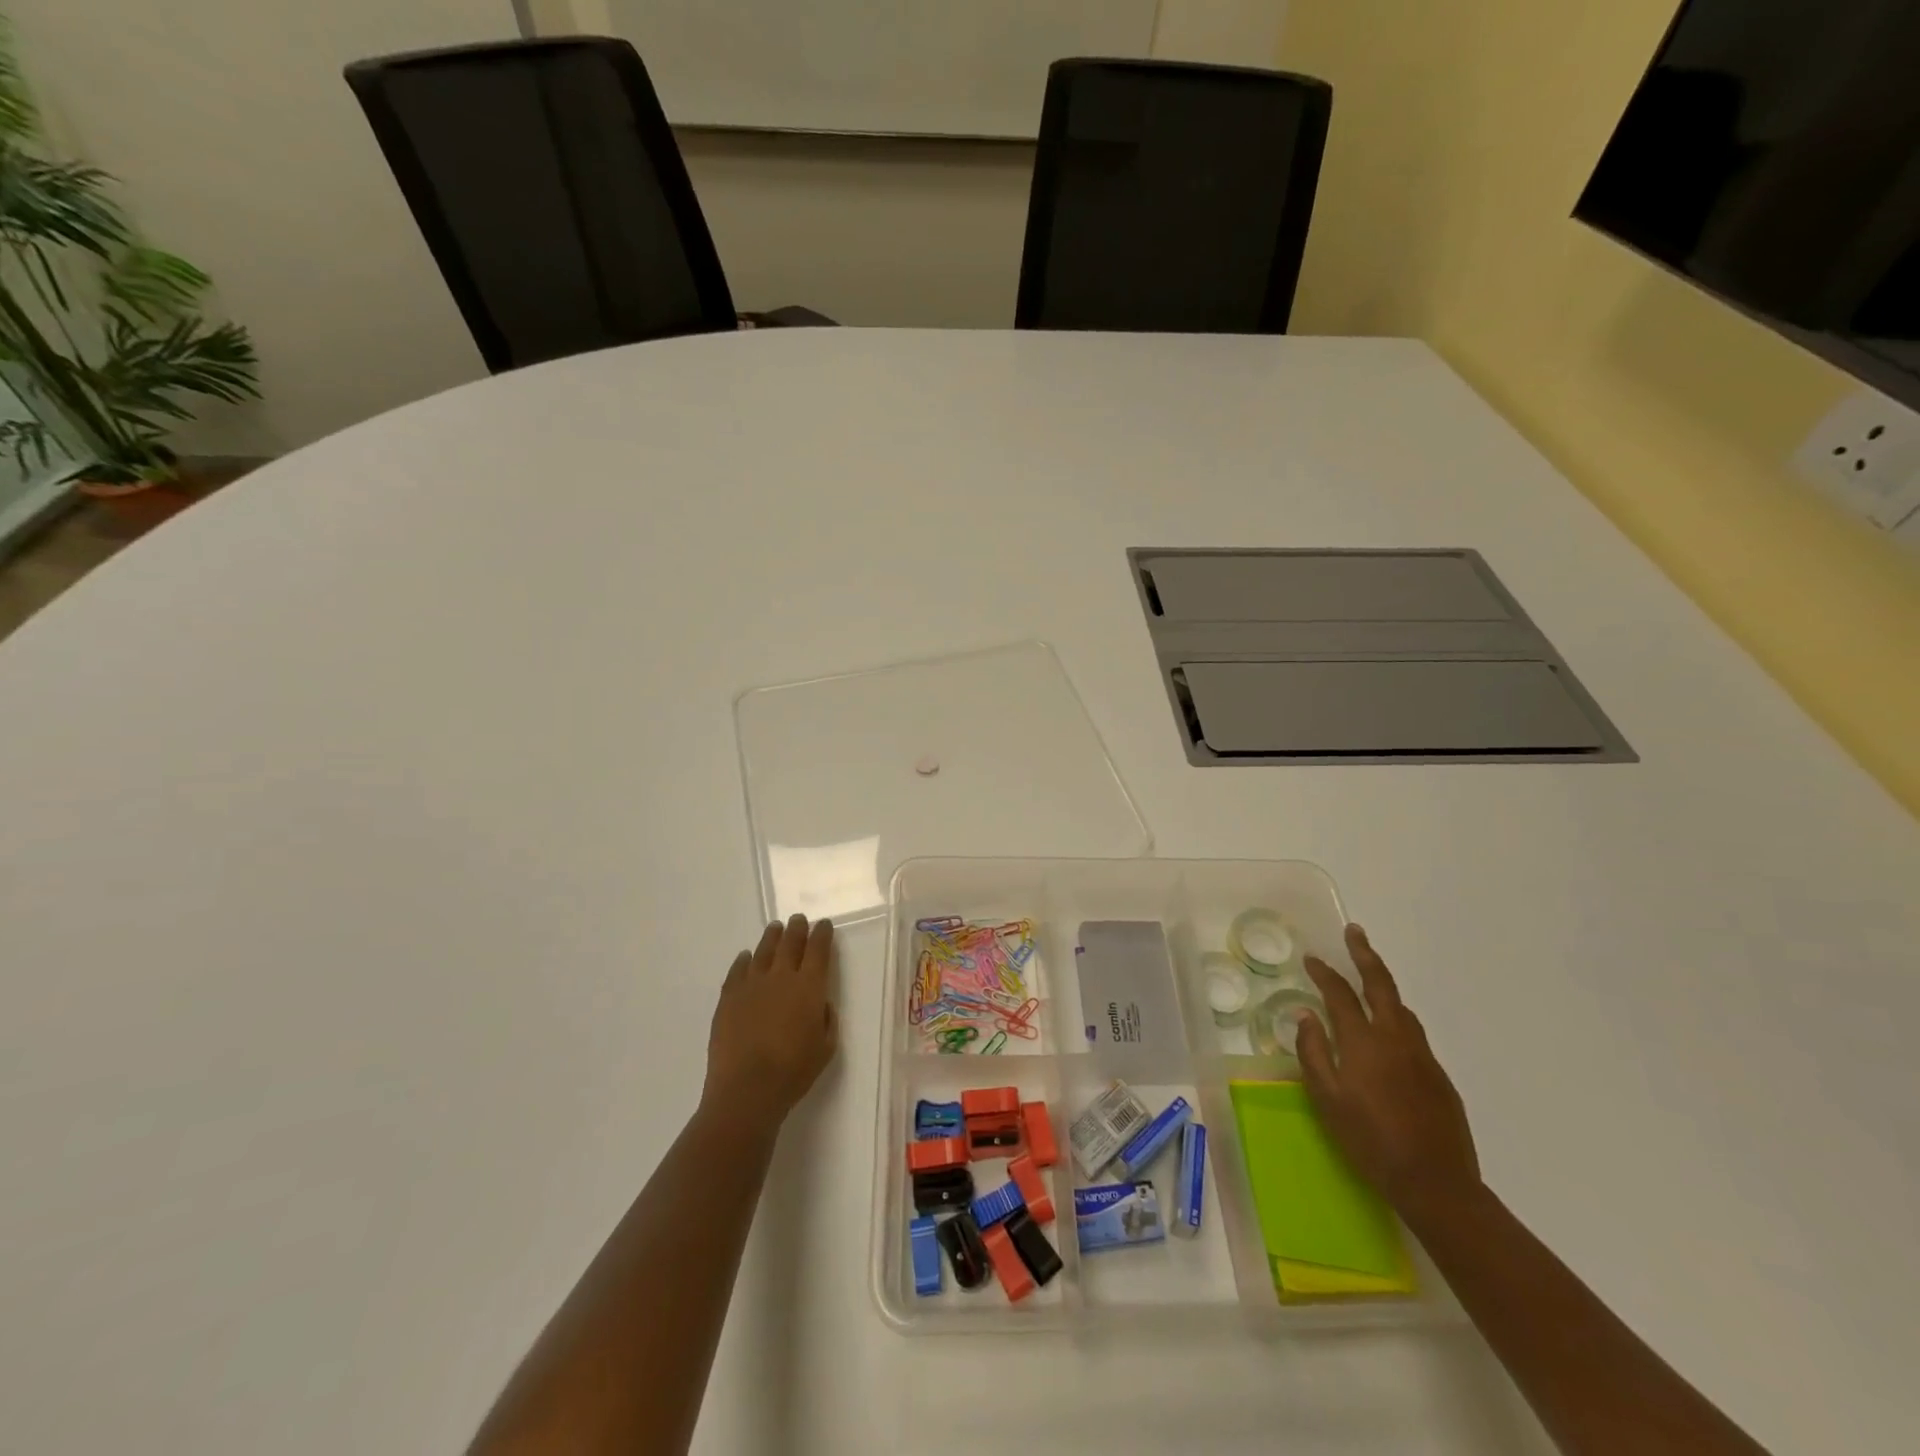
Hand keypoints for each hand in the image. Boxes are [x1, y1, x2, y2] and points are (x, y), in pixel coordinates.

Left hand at [701, 914, 837, 1133]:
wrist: (747, 1088)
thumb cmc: (794, 1071)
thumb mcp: (826, 1047)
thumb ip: (827, 1019)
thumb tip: (820, 1002)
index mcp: (810, 986)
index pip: (819, 950)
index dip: (823, 934)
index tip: (824, 925)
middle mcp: (781, 976)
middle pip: (791, 943)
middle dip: (797, 928)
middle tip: (799, 920)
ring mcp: (752, 984)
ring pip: (763, 950)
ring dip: (772, 937)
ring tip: (775, 928)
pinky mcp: (728, 997)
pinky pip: (737, 970)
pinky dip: (743, 960)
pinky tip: (745, 957)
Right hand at [1296, 924, 1479, 1219]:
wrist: (1436, 1183)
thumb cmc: (1369, 1141)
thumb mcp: (1326, 1099)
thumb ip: (1312, 1053)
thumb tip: (1306, 1016)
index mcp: (1363, 1042)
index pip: (1340, 994)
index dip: (1324, 973)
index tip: (1311, 958)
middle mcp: (1395, 1038)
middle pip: (1380, 984)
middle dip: (1365, 954)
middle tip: (1355, 932)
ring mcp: (1422, 1055)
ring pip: (1401, 1007)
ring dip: (1383, 985)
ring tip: (1368, 976)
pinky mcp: (1439, 1075)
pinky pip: (1412, 1032)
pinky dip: (1395, 1016)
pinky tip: (1387, 1030)